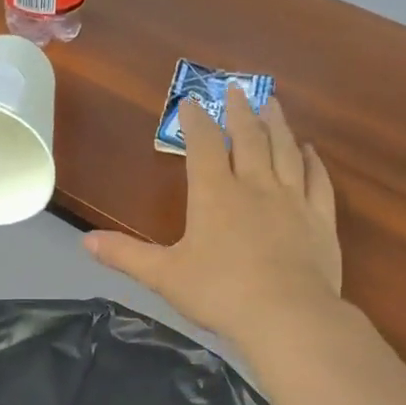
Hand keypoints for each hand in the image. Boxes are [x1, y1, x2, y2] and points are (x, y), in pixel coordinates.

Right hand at [85, 85, 340, 348]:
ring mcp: (292, 200)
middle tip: (237, 88)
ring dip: (277, 124)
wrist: (286, 316)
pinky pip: (317, 180)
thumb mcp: (163, 276)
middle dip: (240, 110)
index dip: (195, 121)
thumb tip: (86, 241)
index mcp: (214, 194)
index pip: (203, 145)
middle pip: (249, 137)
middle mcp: (255, 185)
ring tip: (272, 104)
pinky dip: (313, 161)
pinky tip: (310, 151)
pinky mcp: (320, 220)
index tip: (191, 102)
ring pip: (286, 150)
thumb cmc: (219, 294)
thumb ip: (126, 255)